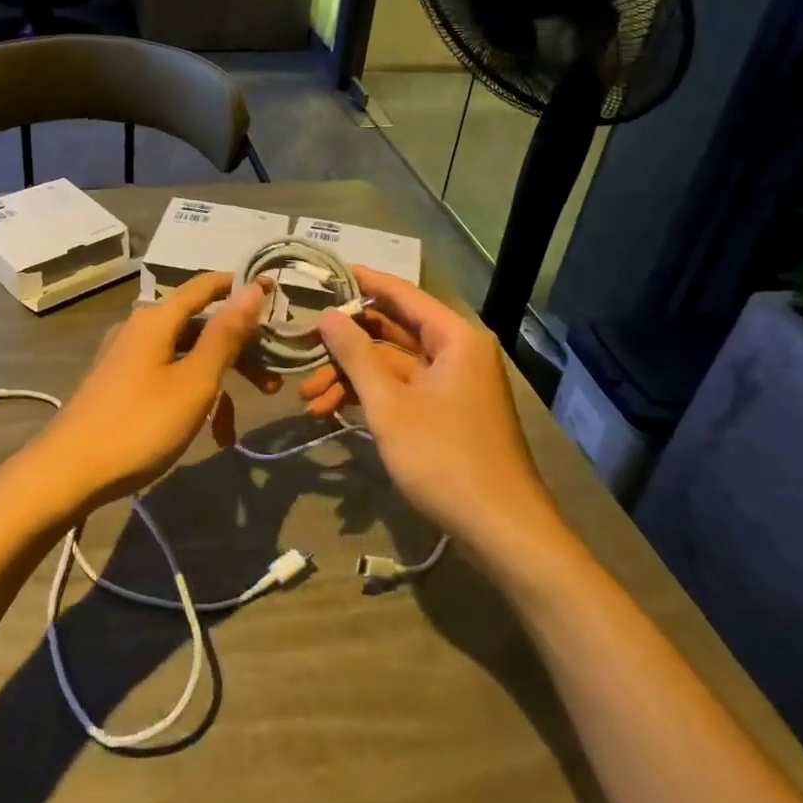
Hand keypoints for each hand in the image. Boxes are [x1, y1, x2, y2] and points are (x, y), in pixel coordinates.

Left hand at [0, 272, 265, 521]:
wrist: (67, 473)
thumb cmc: (139, 425)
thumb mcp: (194, 382)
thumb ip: (225, 335)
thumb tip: (253, 288)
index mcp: (156, 320)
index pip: (206, 287)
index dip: (241, 287)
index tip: (276, 294)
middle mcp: (139, 329)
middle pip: (199, 327)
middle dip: (238, 353)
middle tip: (271, 384)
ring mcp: (126, 357)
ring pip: (185, 357)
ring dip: (216, 384)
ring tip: (231, 430)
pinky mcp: (118, 383)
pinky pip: (165, 377)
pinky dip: (188, 397)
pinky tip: (201, 434)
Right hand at [305, 268, 562, 557]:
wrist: (500, 531)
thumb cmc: (444, 458)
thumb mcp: (390, 405)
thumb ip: (356, 356)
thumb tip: (327, 315)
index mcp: (454, 339)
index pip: (402, 295)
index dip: (364, 282)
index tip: (326, 272)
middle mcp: (455, 354)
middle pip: (391, 333)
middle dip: (345, 346)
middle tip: (302, 347)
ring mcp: (450, 386)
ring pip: (390, 367)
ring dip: (350, 379)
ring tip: (308, 399)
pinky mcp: (443, 415)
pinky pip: (400, 392)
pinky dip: (368, 400)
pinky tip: (330, 414)